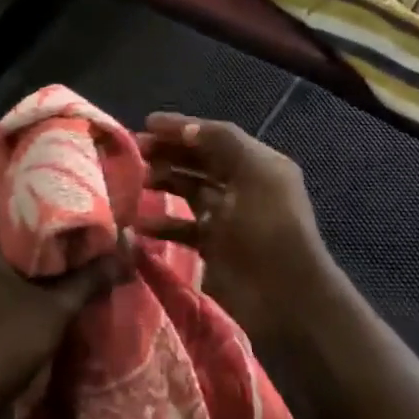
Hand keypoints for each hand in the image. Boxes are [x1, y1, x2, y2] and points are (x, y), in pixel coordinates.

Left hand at [0, 201, 123, 418]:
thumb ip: (90, 279)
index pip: (0, 196)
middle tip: (74, 206)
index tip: (62, 178)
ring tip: (67, 237)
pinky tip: (46, 274)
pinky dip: (19, 268)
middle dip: (38, 215)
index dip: (32, 183)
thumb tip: (128, 251)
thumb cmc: (3, 344)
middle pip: (2, 222)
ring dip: (30, 244)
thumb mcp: (55, 310)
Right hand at [137, 114, 338, 351]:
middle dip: (168, 153)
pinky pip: (183, 229)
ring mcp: (227, 219)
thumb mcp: (254, 173)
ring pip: (189, 191)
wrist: (285, 295)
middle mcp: (242, 187)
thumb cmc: (270, 227)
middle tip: (133, 151)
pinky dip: (162, 224)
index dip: (182, 128)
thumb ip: (222, 143)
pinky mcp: (214, 248)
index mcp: (258, 164)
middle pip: (200, 161)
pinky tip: (140, 223)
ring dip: (163, 182)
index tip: (146, 123)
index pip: (215, 136)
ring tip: (134, 181)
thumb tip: (187, 129)